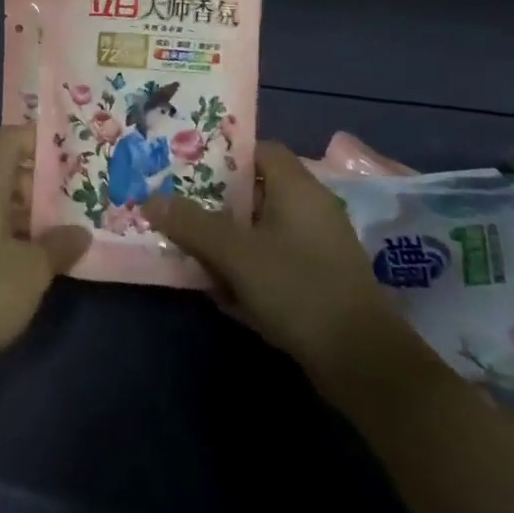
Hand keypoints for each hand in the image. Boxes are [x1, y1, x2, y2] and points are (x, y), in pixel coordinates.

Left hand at [0, 126, 89, 366]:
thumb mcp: (32, 269)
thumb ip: (59, 245)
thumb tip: (80, 233)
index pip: (10, 139)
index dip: (39, 139)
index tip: (70, 152)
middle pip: (0, 169)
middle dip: (37, 182)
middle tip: (72, 199)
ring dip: (20, 212)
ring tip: (56, 232)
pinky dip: (1, 232)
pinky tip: (23, 260)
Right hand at [143, 142, 399, 388]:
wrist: (363, 363)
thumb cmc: (298, 289)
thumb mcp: (235, 254)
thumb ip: (192, 224)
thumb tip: (150, 200)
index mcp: (297, 187)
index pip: (258, 149)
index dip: (222, 155)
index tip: (187, 168)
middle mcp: (311, 208)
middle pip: (254, 192)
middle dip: (216, 204)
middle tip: (179, 210)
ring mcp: (319, 247)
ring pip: (262, 231)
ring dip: (229, 243)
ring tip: (192, 254)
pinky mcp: (320, 281)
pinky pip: (274, 262)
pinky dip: (250, 271)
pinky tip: (224, 295)